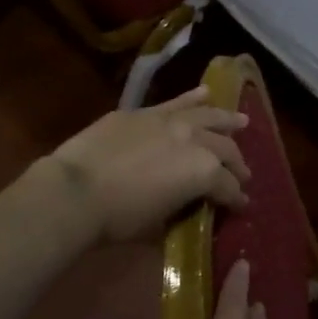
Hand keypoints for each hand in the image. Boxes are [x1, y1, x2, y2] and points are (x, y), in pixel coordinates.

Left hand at [45, 87, 249, 242]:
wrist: (75, 190)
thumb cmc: (119, 218)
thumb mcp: (158, 225)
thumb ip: (180, 212)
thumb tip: (187, 208)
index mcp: (204, 173)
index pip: (229, 188)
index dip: (237, 199)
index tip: (241, 206)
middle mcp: (195, 141)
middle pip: (225, 150)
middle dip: (237, 165)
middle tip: (242, 175)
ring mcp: (170, 121)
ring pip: (208, 116)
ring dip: (227, 121)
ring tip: (241, 122)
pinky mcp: (144, 112)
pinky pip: (176, 102)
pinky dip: (193, 97)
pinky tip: (206, 93)